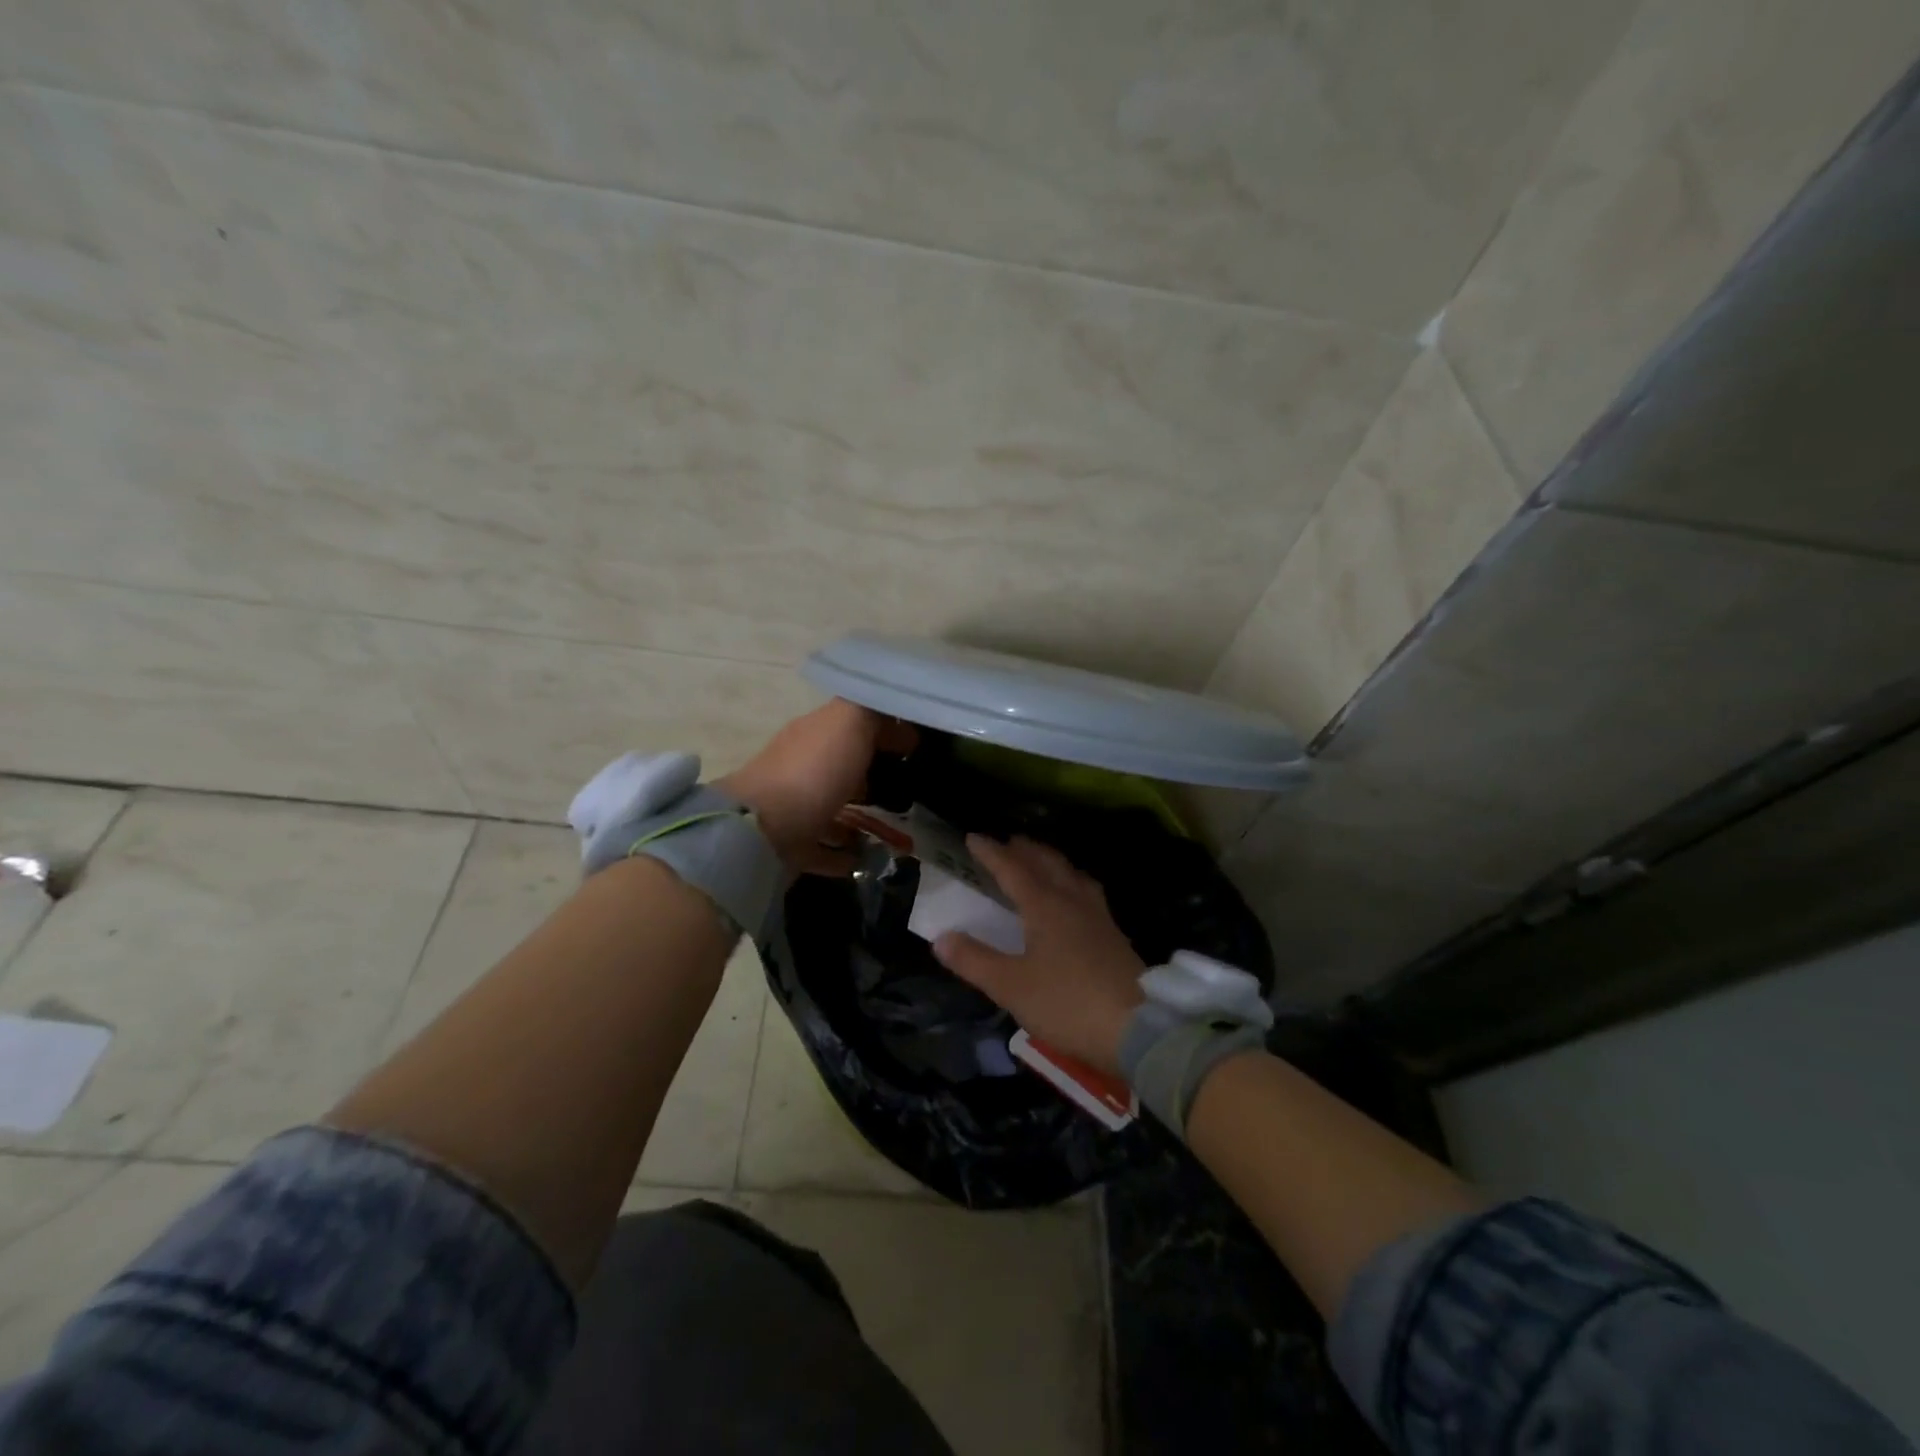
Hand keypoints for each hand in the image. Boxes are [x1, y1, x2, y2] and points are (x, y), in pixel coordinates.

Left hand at [717, 699, 915, 875]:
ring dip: (859, 814)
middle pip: (842, 765)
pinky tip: (867, 859)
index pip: (853, 723)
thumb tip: (892, 715)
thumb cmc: (813, 771)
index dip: (885, 729)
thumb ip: (871, 711)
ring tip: (893, 827)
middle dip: (871, 771)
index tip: (916, 745)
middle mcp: (802, 766)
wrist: (762, 831)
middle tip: (908, 784)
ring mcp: (795, 808)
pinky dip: (844, 853)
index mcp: (815, 733)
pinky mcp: (792, 846)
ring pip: (832, 806)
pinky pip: (824, 848)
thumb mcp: (849, 722)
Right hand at [933, 836, 1145, 1073]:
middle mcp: (1073, 901)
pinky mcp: (1114, 935)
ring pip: (1072, 874)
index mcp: (1045, 906)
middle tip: (1008, 841)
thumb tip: (941, 938)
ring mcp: (1099, 916)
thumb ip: (974, 961)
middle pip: (1048, 863)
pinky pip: (1087, 892)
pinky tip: (1074, 899)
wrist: (1138, 1028)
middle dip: (1025, 849)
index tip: (973, 837)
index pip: (1012, 869)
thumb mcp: (1011, 986)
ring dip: (1052, 861)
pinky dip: (1071, 881)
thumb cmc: (1067, 1003)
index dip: (991, 852)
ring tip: (1041, 861)